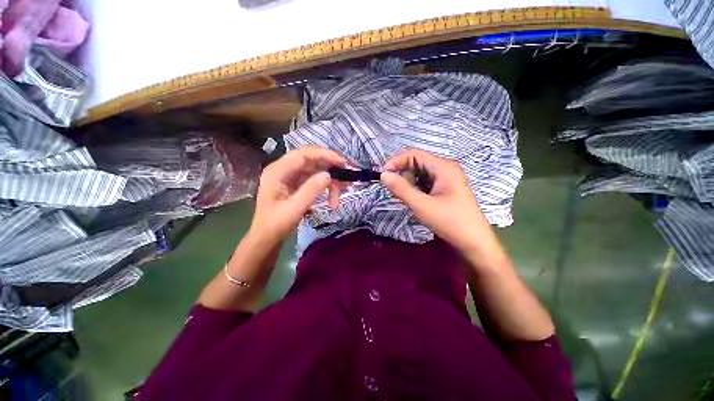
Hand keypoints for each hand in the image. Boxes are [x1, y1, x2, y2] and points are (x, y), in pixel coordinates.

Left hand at [250, 146, 345, 245]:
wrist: (264, 240)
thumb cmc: (275, 225)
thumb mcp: (294, 209)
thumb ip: (311, 190)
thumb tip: (329, 175)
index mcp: (277, 171)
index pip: (303, 154)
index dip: (324, 155)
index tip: (343, 163)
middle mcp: (281, 169)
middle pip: (310, 160)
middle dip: (329, 167)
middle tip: (347, 178)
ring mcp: (286, 177)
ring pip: (313, 170)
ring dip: (328, 180)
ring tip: (342, 192)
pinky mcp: (292, 185)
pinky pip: (311, 180)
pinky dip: (323, 186)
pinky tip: (333, 198)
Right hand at [380, 149, 486, 252]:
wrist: (474, 241)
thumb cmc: (450, 222)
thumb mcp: (422, 206)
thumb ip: (401, 189)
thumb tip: (383, 175)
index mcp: (443, 166)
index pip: (414, 154)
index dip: (396, 162)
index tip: (382, 176)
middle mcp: (447, 168)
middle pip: (418, 163)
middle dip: (403, 174)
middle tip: (393, 192)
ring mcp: (449, 179)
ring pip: (422, 174)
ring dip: (410, 183)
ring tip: (404, 200)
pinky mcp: (449, 190)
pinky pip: (429, 183)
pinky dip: (419, 190)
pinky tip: (416, 203)